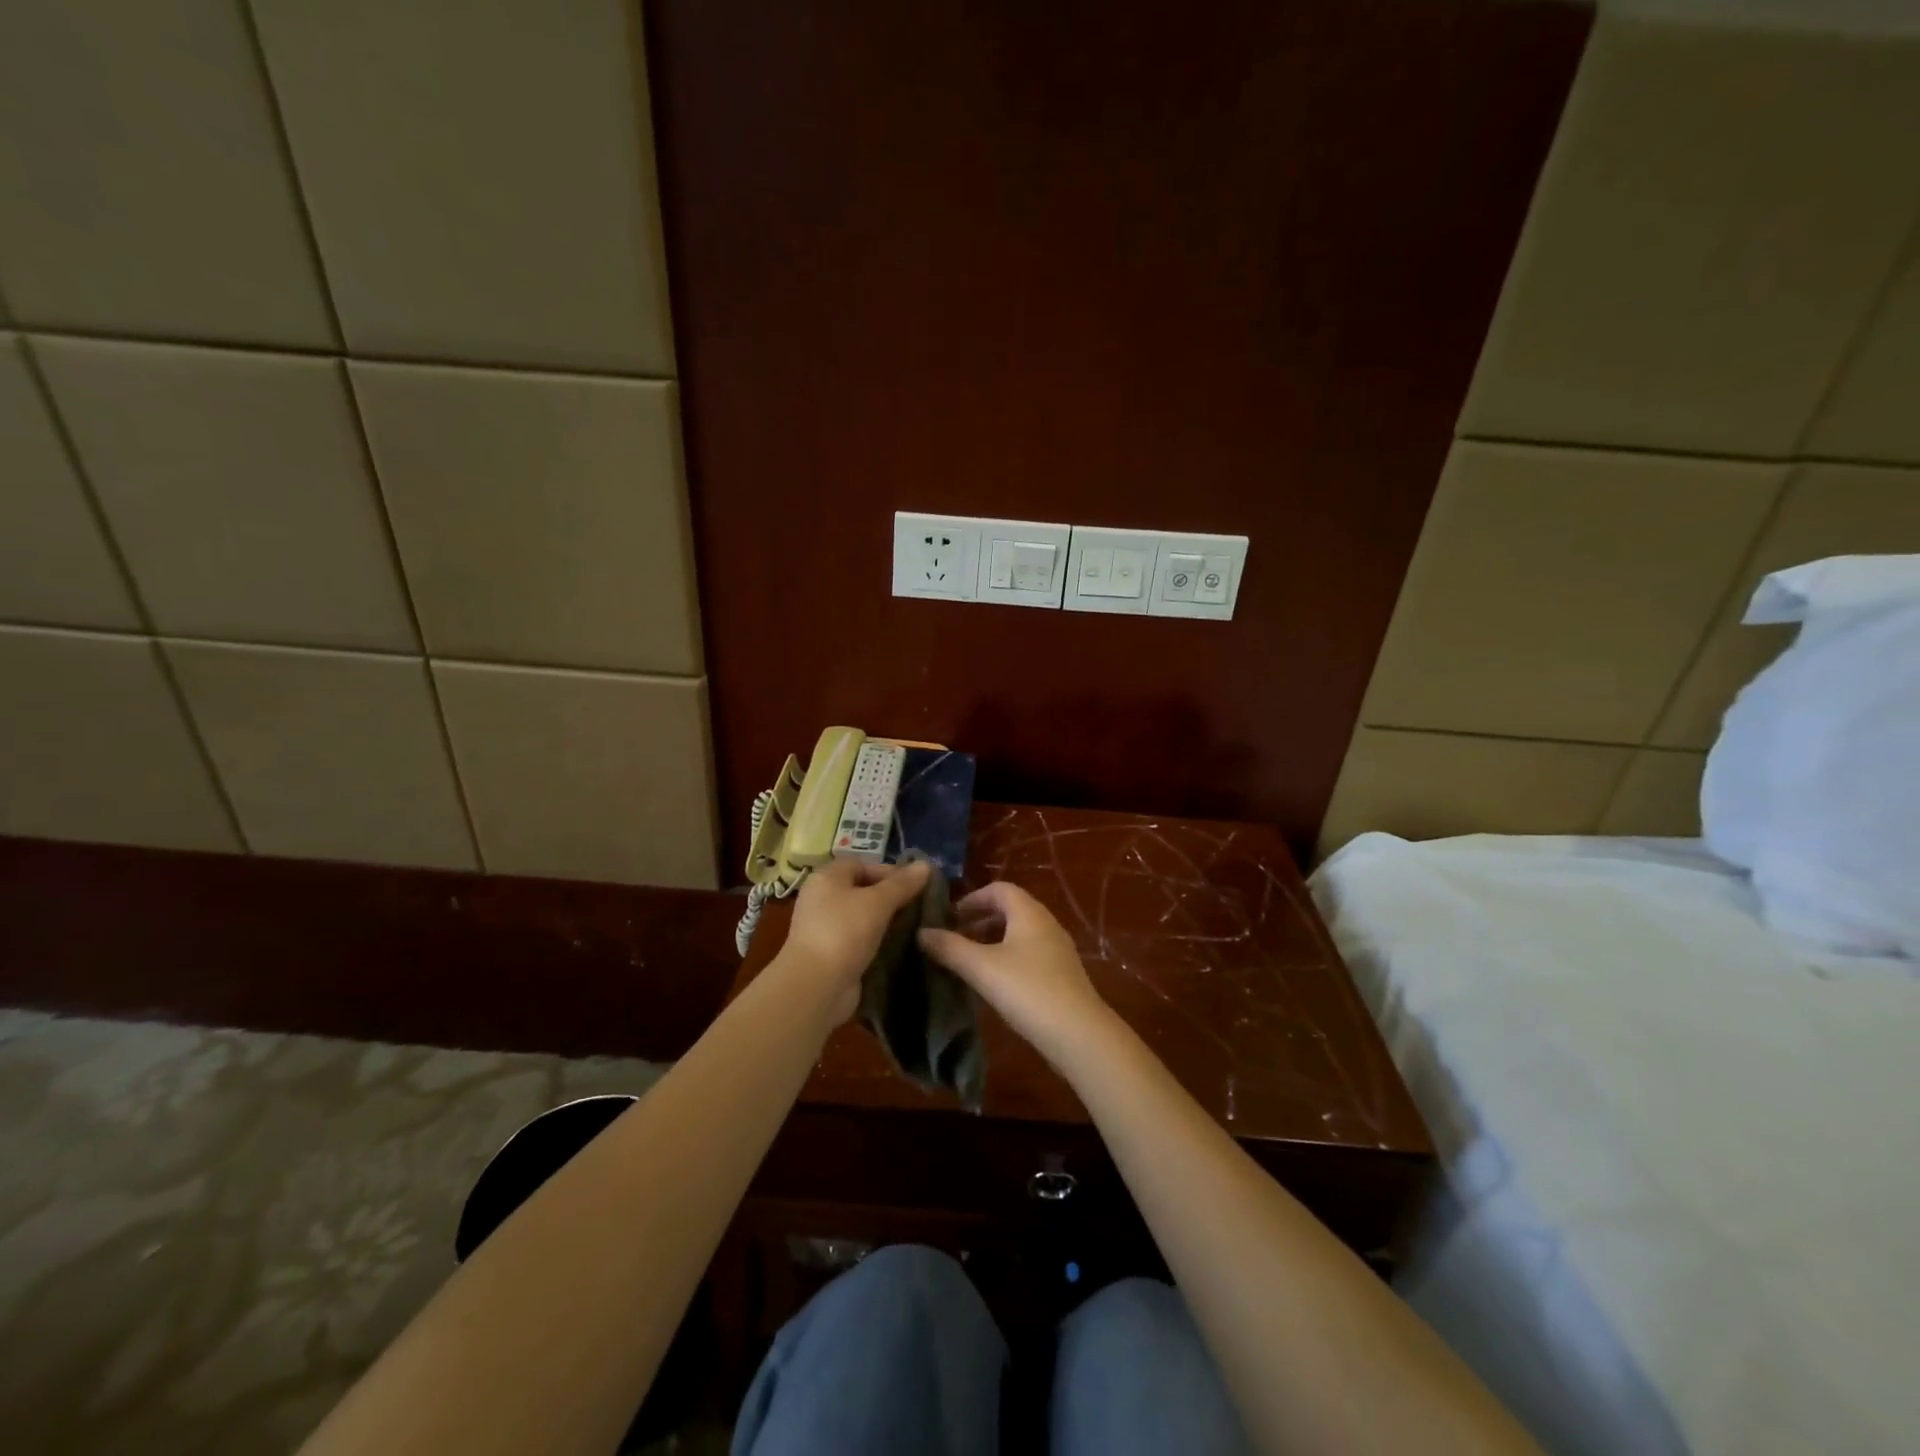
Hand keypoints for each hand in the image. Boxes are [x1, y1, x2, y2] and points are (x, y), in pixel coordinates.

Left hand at [778, 856, 931, 1022]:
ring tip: (915, 927)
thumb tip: (926, 864)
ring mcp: (825, 928)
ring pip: (862, 917)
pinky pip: (859, 940)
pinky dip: (877, 942)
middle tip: (919, 906)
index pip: (862, 865)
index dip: (889, 872)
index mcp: (827, 878)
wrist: (816, 987)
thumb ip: (902, 884)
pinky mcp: (832, 954)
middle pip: (862, 890)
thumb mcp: (878, 902)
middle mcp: (822, 899)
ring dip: (886, 921)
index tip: (916, 885)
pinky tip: (899, 947)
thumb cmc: (844, 932)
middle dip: (891, 897)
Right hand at [918, 881, 1115, 1068]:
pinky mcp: (1061, 974)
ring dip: (992, 941)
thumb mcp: (981, 967)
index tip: (948, 917)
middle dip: (979, 920)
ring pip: (1019, 934)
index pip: (999, 889)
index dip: (972, 898)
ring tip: (968, 961)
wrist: (1078, 1034)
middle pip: (1009, 910)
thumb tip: (921, 932)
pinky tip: (993, 983)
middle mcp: (1046, 924)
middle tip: (954, 938)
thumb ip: (950, 948)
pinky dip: (1007, 958)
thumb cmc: (1027, 990)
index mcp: (1029, 912)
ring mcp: (1057, 950)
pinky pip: (1029, 954)